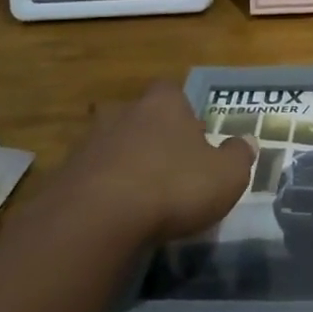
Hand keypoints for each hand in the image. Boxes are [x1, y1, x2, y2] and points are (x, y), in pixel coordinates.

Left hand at [50, 82, 255, 243]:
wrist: (98, 219)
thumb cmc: (173, 185)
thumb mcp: (227, 175)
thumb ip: (239, 156)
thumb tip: (248, 142)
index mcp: (164, 105)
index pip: (172, 92)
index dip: (182, 111)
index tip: (193, 135)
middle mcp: (124, 114)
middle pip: (136, 115)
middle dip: (148, 134)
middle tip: (165, 161)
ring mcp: (89, 144)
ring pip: (109, 145)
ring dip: (122, 162)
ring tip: (139, 193)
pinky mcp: (64, 177)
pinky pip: (88, 177)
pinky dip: (100, 190)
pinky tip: (113, 215)